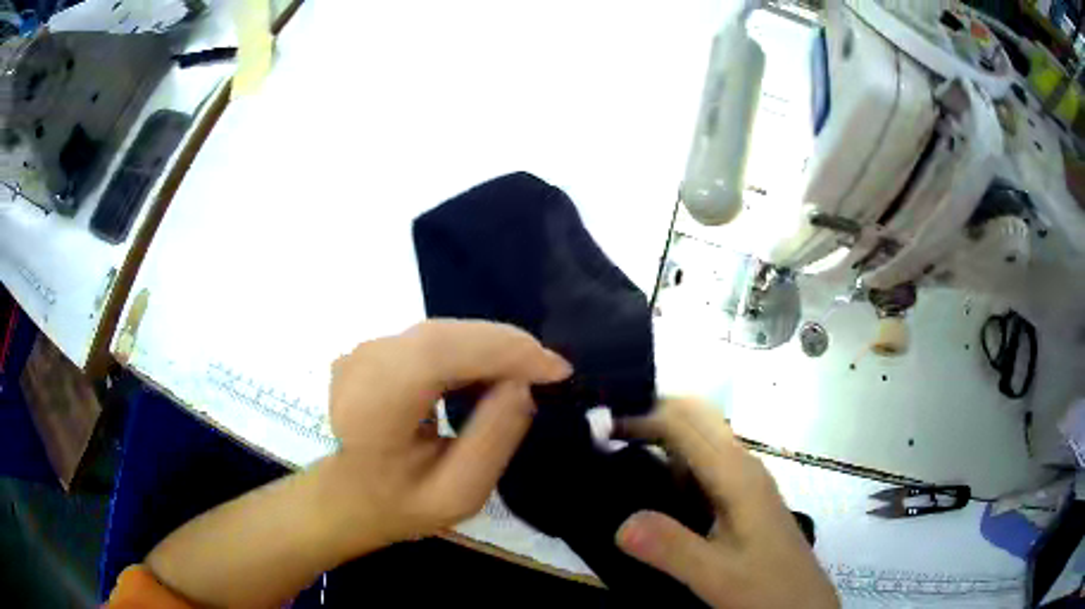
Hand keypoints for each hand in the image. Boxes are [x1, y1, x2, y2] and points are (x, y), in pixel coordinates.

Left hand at [328, 319, 572, 547]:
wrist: (352, 494)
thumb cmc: (403, 504)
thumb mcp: (459, 494)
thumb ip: (492, 441)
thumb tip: (522, 383)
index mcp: (371, 412)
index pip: (435, 355)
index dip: (499, 350)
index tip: (556, 369)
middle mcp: (359, 370)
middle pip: (440, 336)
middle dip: (503, 345)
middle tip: (549, 369)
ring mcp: (361, 354)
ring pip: (438, 332)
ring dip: (488, 346)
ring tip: (527, 373)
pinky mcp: (372, 349)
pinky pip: (430, 338)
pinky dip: (468, 348)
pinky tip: (489, 372)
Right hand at [614, 399, 838, 608]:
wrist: (802, 604)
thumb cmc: (767, 587)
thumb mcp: (717, 576)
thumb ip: (672, 549)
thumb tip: (620, 522)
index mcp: (737, 475)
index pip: (685, 423)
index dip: (641, 416)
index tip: (598, 429)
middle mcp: (742, 465)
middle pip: (696, 417)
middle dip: (652, 413)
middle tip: (605, 435)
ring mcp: (744, 481)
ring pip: (701, 439)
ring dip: (662, 435)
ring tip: (617, 453)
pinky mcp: (742, 498)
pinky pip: (705, 465)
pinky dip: (674, 461)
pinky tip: (651, 488)